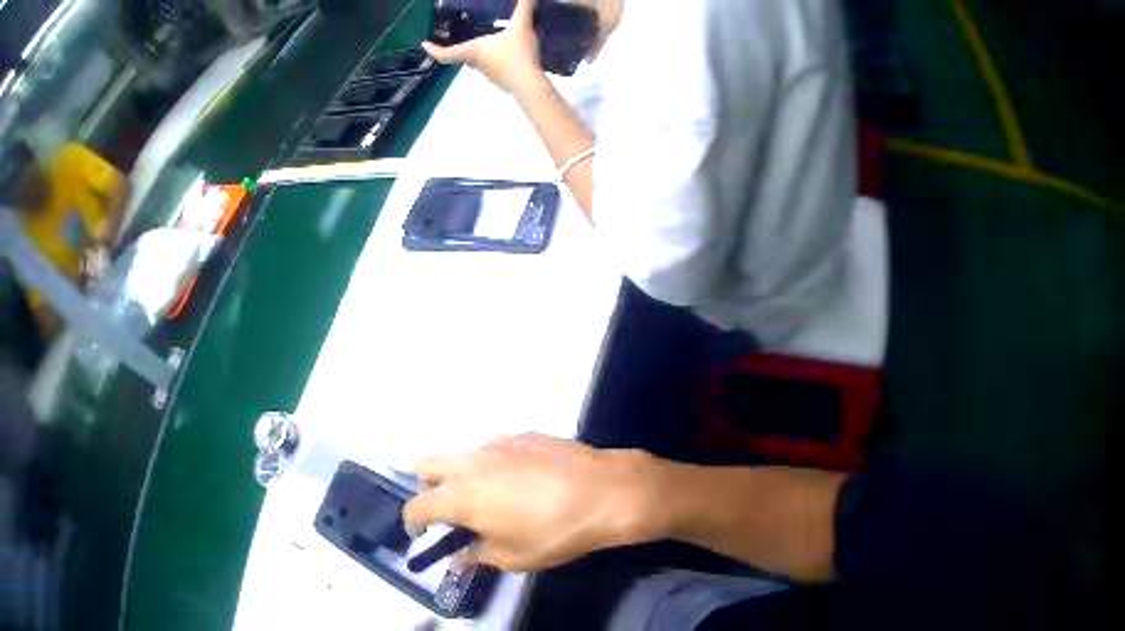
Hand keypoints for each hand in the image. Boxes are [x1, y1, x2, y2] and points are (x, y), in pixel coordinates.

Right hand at [403, 433, 661, 571]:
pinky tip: (524, 482)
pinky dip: (493, 465)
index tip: (421, 532)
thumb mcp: (515, 557)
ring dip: (462, 476)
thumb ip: (478, 555)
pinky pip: (493, 448)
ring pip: (461, 455)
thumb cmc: (556, 532)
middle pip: (426, 465)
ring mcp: (497, 443)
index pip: (417, 505)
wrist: (608, 492)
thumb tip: (460, 556)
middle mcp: (470, 463)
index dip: (413, 521)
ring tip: (492, 499)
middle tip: (449, 511)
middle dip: (428, 488)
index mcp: (460, 496)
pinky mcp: (523, 434)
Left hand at [422, 0, 544, 94]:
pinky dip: (498, 61)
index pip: (445, 53)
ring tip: (491, 43)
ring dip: (481, 54)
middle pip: (462, 56)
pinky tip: (510, 55)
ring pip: (479, 62)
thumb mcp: (521, 26)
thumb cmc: (517, 55)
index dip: (433, 49)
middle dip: (460, 48)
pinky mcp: (502, 81)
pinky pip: (495, 69)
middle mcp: (477, 63)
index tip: (424, 44)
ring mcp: (489, 75)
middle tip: (461, 38)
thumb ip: (523, 7)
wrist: (530, 84)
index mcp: (473, 50)